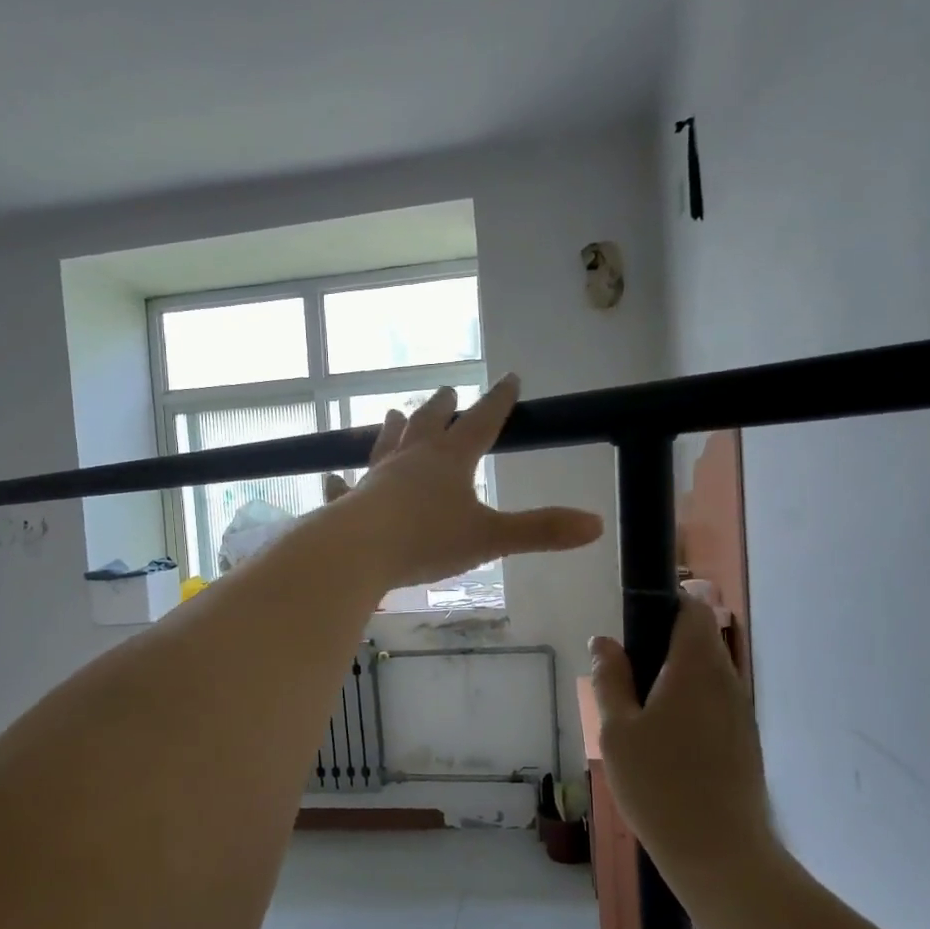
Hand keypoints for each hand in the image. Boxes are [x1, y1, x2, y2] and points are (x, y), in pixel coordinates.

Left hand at [342, 375, 602, 589]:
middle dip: (442, 407)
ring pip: (387, 444)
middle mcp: (412, 459)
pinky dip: (342, 483)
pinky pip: (346, 488)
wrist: (359, 550)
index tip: (509, 378)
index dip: (498, 401)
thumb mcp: (490, 537)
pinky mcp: (351, 502)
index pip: (482, 421)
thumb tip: (596, 524)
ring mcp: (377, 478)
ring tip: (394, 414)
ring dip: (394, 429)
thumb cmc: (427, 540)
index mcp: (449, 460)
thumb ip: (540, 530)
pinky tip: (332, 478)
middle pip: (430, 423)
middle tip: (447, 391)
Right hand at [589, 595, 778, 882]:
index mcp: (696, 667)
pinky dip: (689, 705)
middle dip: (662, 646)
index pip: (692, 609)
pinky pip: (714, 703)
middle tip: (624, 677)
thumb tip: (603, 642)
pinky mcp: (744, 741)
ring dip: (674, 678)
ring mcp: (740, 712)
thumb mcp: (617, 731)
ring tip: (639, 713)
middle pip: (699, 640)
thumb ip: (610, 679)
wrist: (722, 855)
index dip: (664, 604)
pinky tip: (664, 742)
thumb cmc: (661, 785)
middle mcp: (727, 680)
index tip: (632, 625)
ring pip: (706, 674)